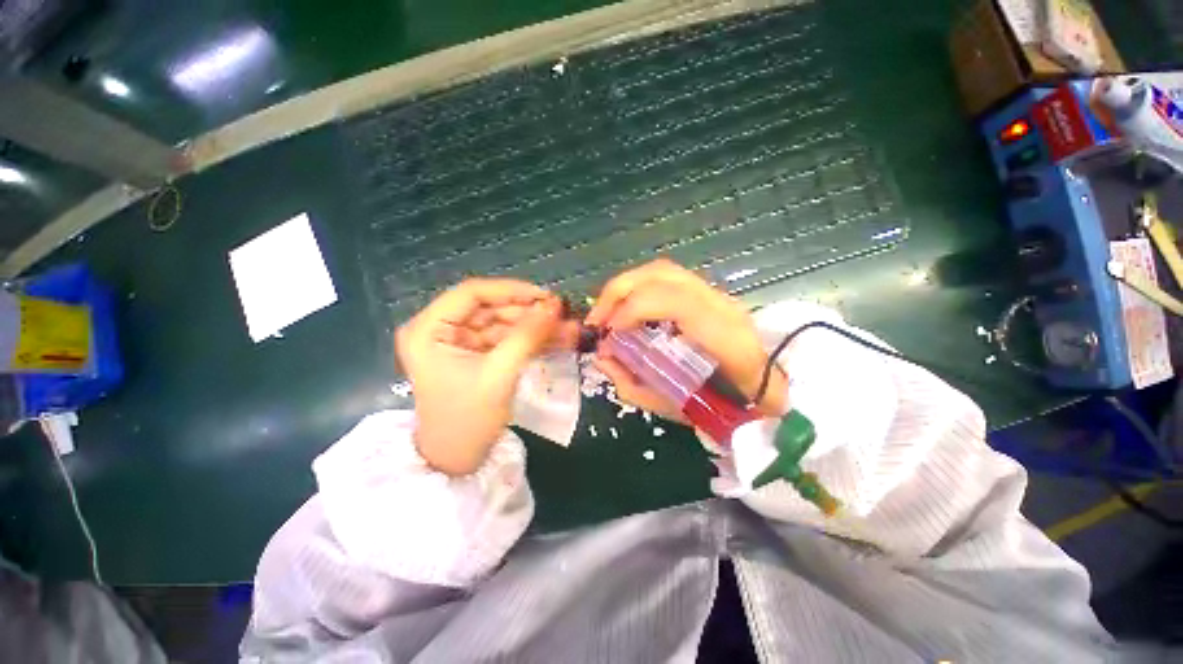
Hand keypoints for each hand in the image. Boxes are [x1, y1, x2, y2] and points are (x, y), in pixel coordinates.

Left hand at [396, 278, 576, 475]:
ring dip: (534, 326)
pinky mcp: (475, 354)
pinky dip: (529, 339)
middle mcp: (440, 329)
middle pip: (490, 308)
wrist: (457, 461)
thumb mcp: (499, 375)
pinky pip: (505, 339)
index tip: (545, 296)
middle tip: (562, 314)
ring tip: (567, 328)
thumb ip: (527, 336)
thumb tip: (554, 305)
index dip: (511, 290)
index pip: (472, 294)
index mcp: (429, 329)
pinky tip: (556, 339)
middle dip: (528, 312)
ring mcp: (458, 342)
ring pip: (502, 323)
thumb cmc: (468, 420)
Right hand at [586, 260, 787, 419]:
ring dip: (625, 286)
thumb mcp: (674, 406)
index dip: (633, 309)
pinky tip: (626, 307)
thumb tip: (602, 357)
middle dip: (619, 291)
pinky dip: (638, 287)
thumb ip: (633, 384)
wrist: (762, 389)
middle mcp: (720, 304)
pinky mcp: (706, 292)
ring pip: (662, 270)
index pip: (674, 301)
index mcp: (723, 336)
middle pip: (662, 274)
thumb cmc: (724, 405)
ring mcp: (715, 293)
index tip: (608, 332)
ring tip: (607, 311)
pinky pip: (665, 278)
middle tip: (597, 319)